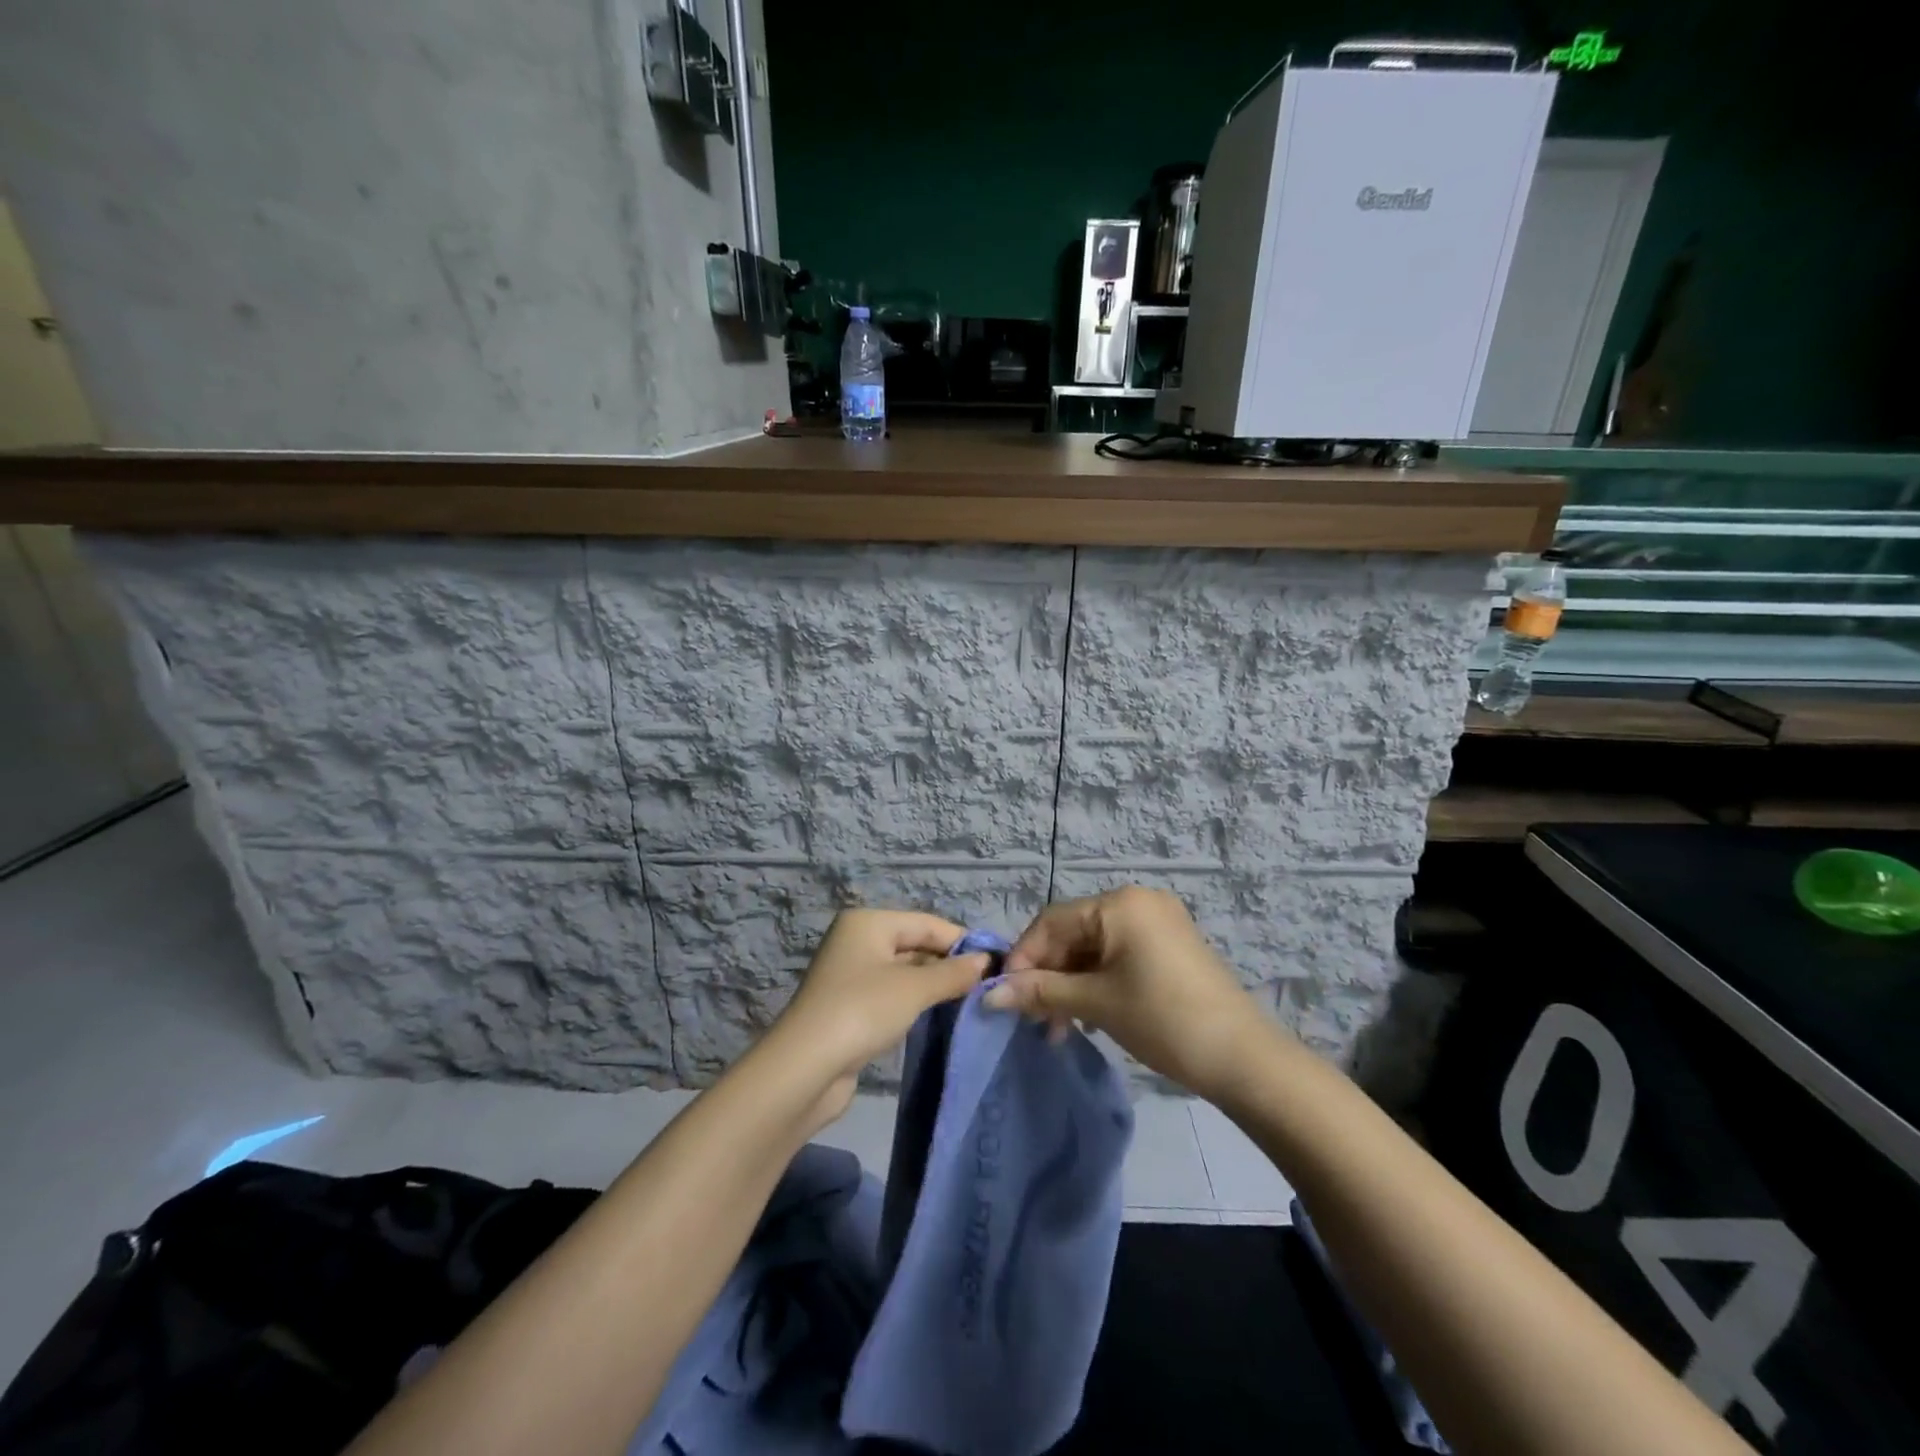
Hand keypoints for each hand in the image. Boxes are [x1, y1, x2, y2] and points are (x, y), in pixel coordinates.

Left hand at [766, 909, 990, 1126]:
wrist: (806, 1069)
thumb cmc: (862, 1011)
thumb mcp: (914, 988)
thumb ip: (953, 973)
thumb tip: (986, 961)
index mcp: (868, 922)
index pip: (927, 923)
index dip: (962, 941)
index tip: (997, 963)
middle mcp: (857, 940)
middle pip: (915, 944)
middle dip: (948, 963)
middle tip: (987, 985)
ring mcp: (851, 974)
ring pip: (904, 971)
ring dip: (934, 984)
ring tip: (970, 1000)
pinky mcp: (849, 1006)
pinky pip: (892, 994)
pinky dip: (914, 1001)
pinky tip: (938, 1015)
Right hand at [987, 887, 1277, 1100]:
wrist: (1243, 1057)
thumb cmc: (1163, 1019)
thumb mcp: (1096, 1003)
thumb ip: (1041, 991)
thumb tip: (990, 993)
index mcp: (1119, 903)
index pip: (1052, 921)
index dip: (1024, 957)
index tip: (1007, 996)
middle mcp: (1137, 902)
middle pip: (1073, 933)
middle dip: (1049, 975)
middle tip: (1035, 1020)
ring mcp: (1158, 923)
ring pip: (1094, 948)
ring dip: (1071, 983)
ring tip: (1060, 1027)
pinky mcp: (1169, 947)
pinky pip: (1118, 955)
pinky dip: (1097, 982)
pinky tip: (1089, 1015)